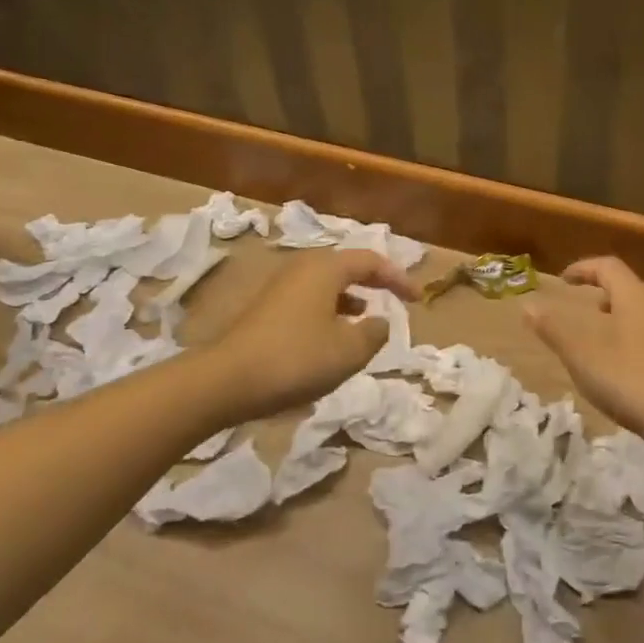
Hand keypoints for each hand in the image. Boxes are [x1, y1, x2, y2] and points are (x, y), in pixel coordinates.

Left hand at [208, 249, 420, 416]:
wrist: (225, 382)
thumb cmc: (295, 359)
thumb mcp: (349, 351)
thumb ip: (375, 333)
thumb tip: (380, 321)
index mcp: (326, 268)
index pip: (371, 260)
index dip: (399, 278)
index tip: (418, 299)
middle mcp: (302, 268)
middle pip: (346, 266)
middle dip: (374, 282)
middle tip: (395, 298)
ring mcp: (280, 288)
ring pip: (326, 284)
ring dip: (351, 297)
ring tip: (367, 317)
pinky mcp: (265, 309)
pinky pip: (309, 299)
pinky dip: (329, 310)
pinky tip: (331, 336)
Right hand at [524, 256, 643, 455]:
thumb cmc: (630, 378)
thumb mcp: (581, 354)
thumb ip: (553, 328)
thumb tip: (528, 305)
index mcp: (634, 295)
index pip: (607, 266)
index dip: (583, 268)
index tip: (562, 280)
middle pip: (628, 287)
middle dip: (601, 293)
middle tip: (581, 307)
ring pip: (641, 312)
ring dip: (617, 318)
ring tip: (598, 340)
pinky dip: (632, 339)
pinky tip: (624, 368)